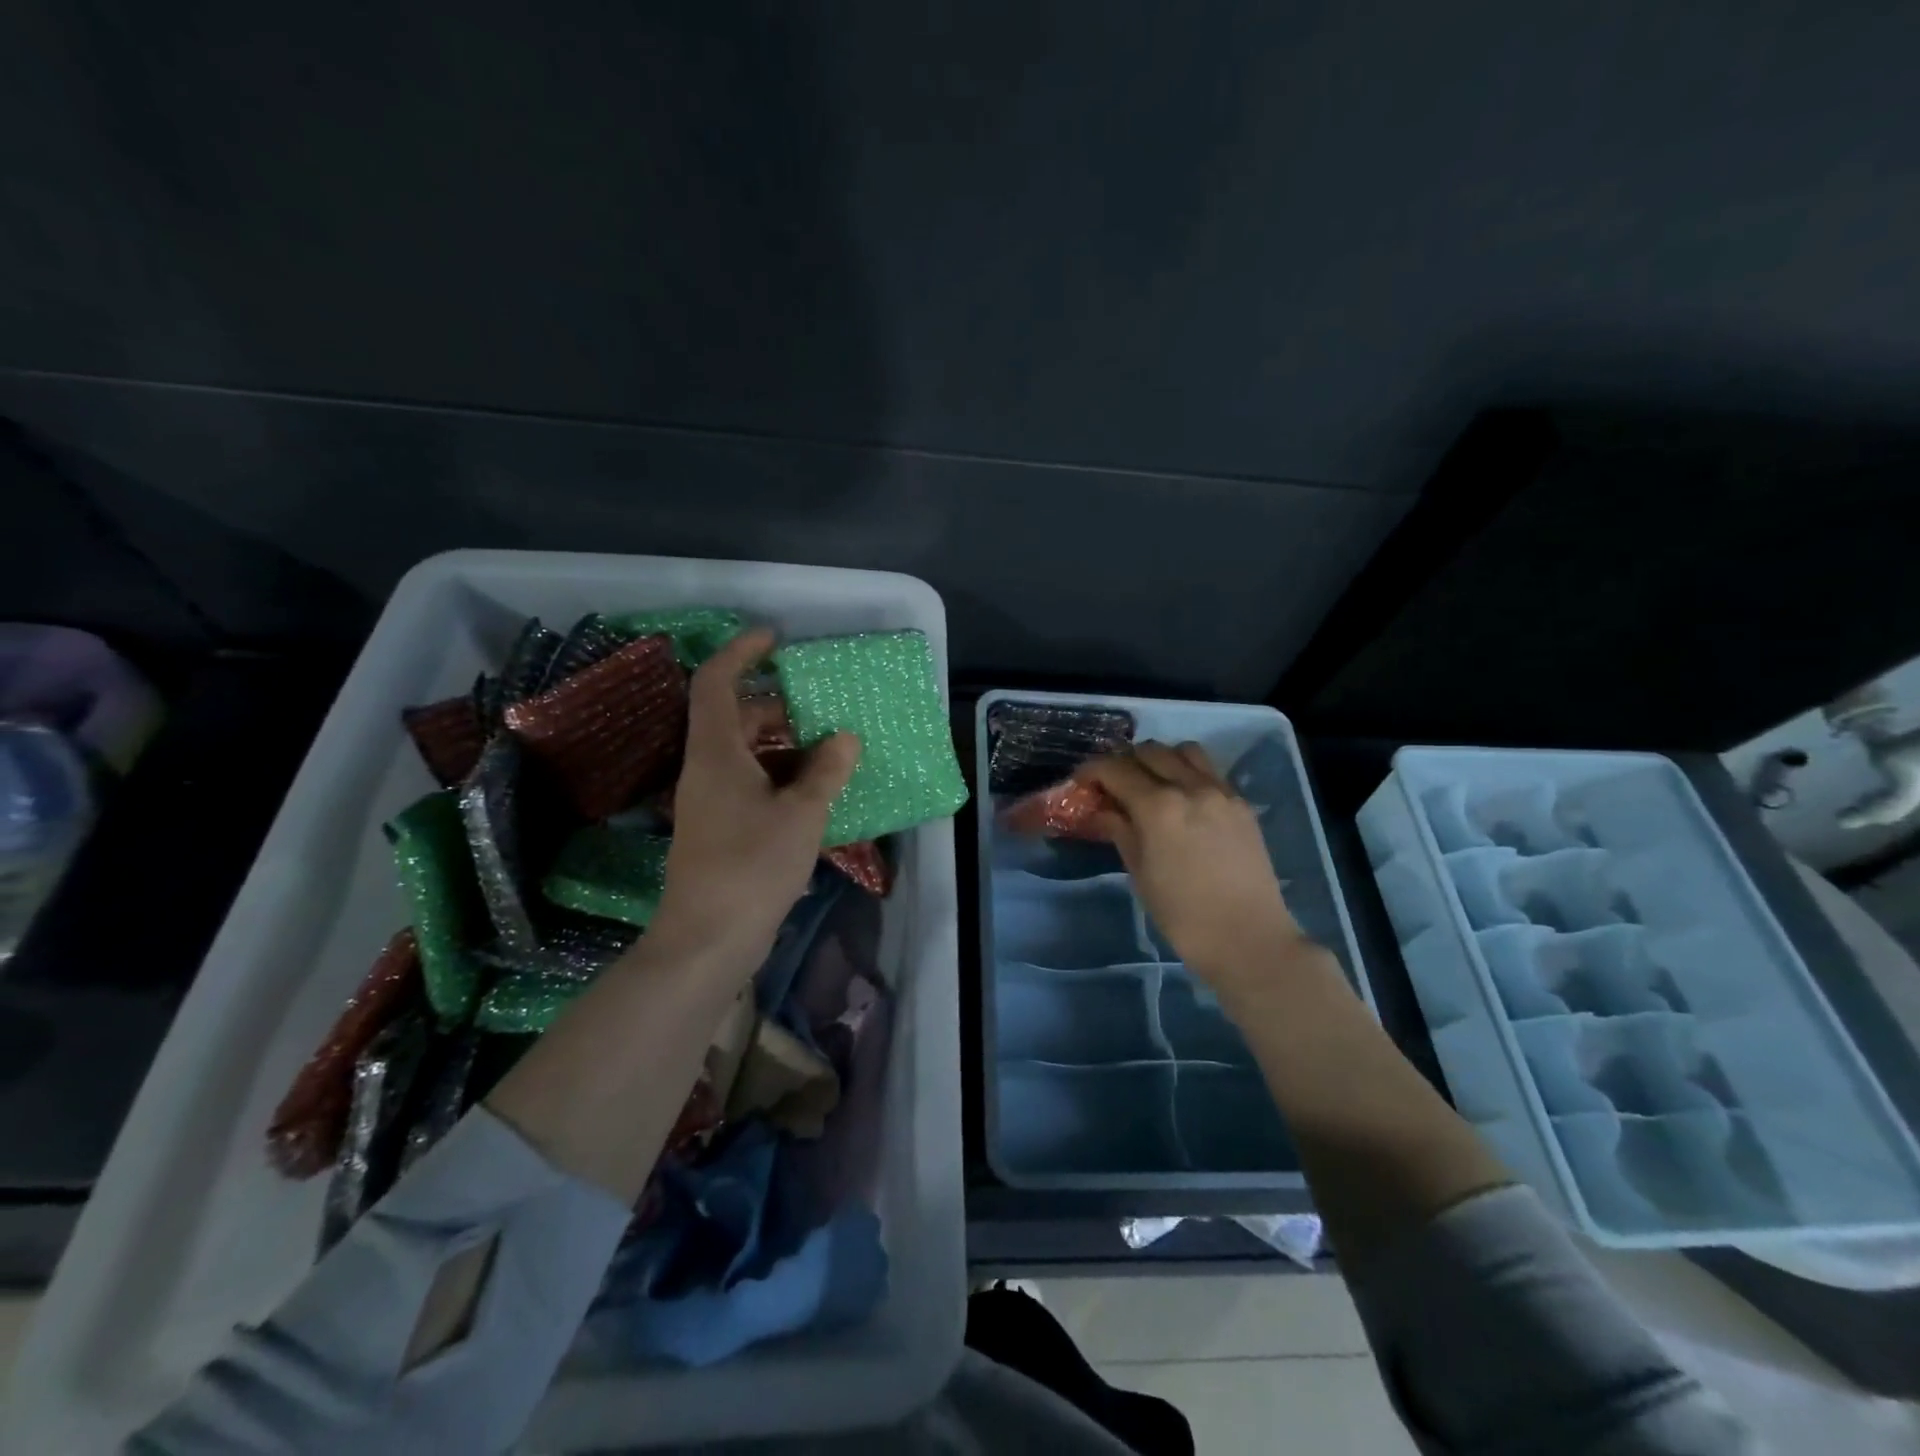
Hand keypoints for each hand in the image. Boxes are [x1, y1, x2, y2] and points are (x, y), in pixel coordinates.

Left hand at [652, 628, 859, 967]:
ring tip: (832, 753)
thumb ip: (826, 771)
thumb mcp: (801, 814)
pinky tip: (818, 795)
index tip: (774, 638)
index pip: (716, 683)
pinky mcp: (721, 828)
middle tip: (823, 711)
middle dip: (779, 707)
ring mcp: (711, 801)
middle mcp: (707, 769)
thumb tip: (844, 737)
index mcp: (716, 753)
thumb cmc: (752, 866)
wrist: (709, 939)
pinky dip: (783, 778)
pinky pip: (753, 785)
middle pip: (737, 718)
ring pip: (747, 754)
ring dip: (786, 747)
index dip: (741, 652)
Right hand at [1078, 742, 1303, 987]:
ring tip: (1151, 783)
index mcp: (1158, 807)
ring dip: (1161, 759)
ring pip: (1184, 751)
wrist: (1249, 938)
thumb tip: (1103, 810)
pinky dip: (1189, 772)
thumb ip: (1120, 831)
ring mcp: (1221, 792)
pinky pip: (1210, 771)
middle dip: (1125, 762)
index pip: (1116, 769)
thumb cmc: (1183, 915)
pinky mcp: (1242, 804)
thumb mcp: (1140, 873)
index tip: (1082, 782)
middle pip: (1150, 751)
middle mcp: (1190, 787)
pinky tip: (1183, 800)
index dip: (1092, 771)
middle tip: (1113, 785)